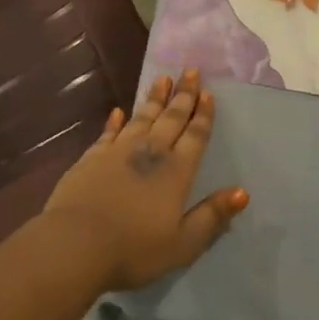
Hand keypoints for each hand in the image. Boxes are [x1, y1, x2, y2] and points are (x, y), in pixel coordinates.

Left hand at [42, 69, 248, 291]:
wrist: (76, 244)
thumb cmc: (134, 248)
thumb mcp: (183, 243)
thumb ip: (212, 216)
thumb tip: (242, 192)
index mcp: (176, 172)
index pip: (194, 136)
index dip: (202, 115)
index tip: (208, 93)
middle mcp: (150, 152)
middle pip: (170, 118)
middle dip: (183, 95)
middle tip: (191, 71)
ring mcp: (118, 151)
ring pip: (141, 117)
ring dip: (153, 98)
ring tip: (162, 79)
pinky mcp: (91, 157)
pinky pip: (108, 132)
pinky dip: (115, 121)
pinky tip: (118, 111)